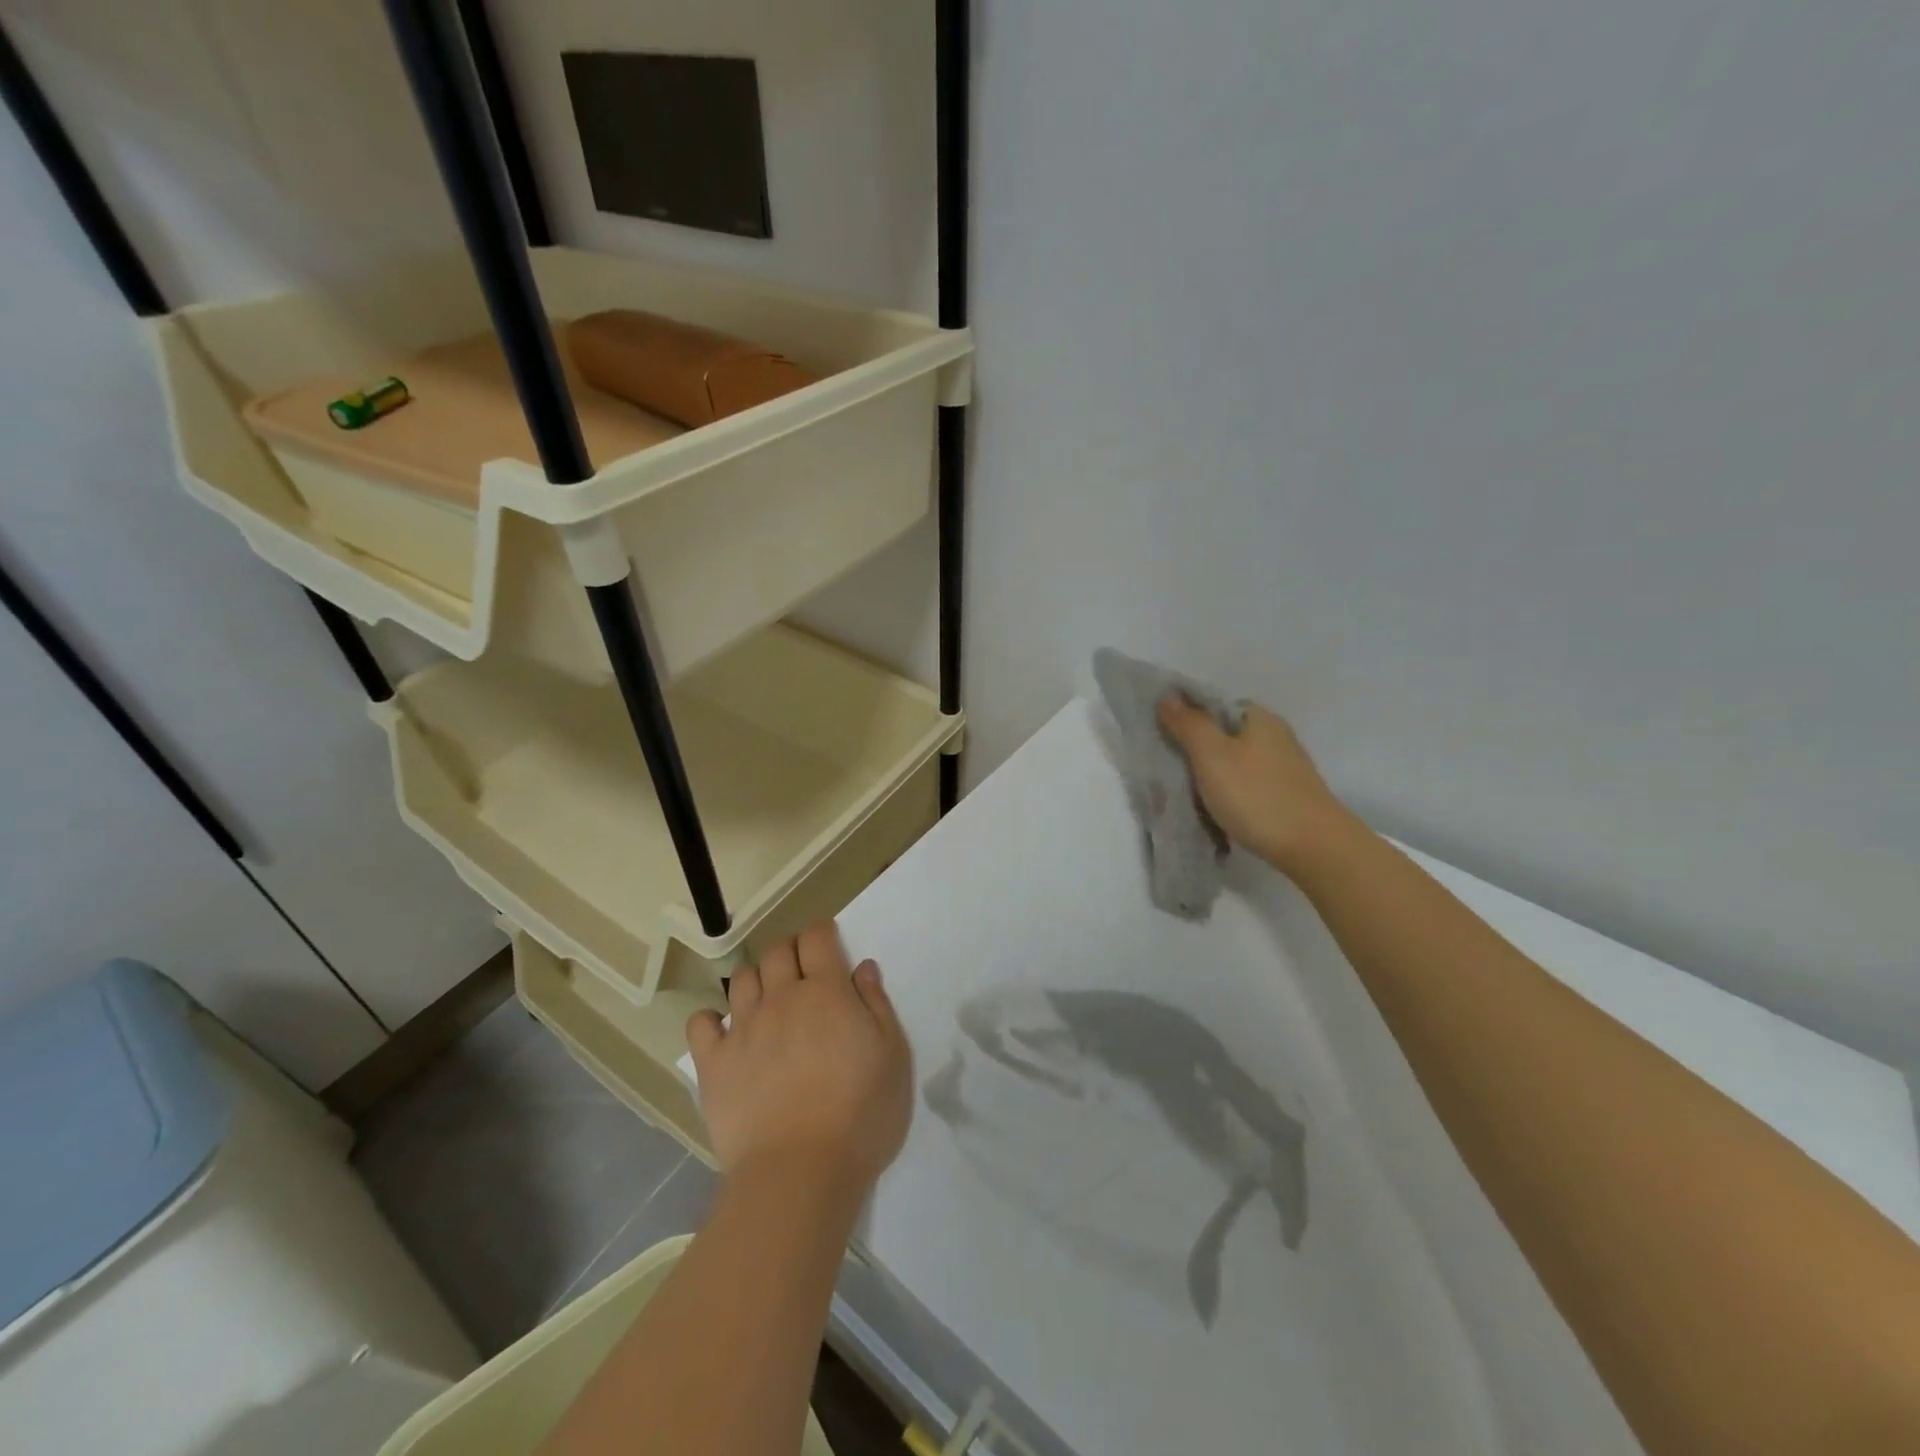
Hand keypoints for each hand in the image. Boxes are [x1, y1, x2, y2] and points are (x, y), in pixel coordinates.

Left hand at [687, 922, 912, 1197]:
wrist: (799, 1173)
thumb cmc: (861, 1115)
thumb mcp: (893, 1056)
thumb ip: (877, 1005)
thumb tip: (862, 967)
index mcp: (826, 992)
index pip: (817, 939)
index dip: (822, 932)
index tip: (827, 939)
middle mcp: (781, 998)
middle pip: (777, 952)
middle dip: (790, 950)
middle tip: (802, 968)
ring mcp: (743, 1029)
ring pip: (741, 979)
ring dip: (756, 978)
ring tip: (767, 997)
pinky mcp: (713, 1064)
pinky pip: (701, 1024)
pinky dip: (711, 1019)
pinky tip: (723, 1030)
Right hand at [1156, 695, 1349, 872]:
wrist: (1313, 847)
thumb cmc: (1257, 795)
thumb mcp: (1212, 755)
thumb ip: (1188, 723)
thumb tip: (1167, 694)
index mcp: (1258, 717)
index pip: (1213, 703)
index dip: (1185, 714)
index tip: (1160, 735)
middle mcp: (1275, 735)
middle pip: (1223, 733)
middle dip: (1195, 747)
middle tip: (1167, 766)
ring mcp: (1284, 766)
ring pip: (1235, 760)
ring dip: (1211, 772)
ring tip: (1186, 791)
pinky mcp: (1287, 795)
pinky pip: (1246, 784)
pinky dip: (1228, 791)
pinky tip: (1216, 808)